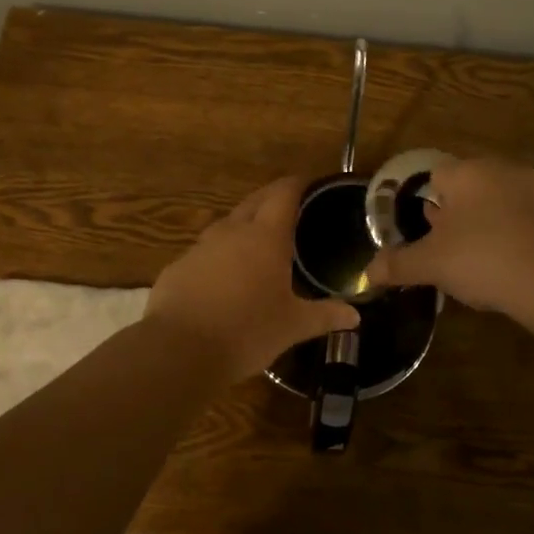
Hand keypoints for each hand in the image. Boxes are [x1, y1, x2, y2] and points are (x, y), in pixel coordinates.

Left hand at [147, 176, 360, 380]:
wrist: (179, 350)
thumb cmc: (246, 332)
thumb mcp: (292, 327)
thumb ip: (324, 316)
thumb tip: (355, 316)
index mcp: (266, 237)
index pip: (283, 194)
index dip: (297, 184)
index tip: (309, 183)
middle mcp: (231, 232)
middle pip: (254, 201)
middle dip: (272, 198)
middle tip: (290, 206)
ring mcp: (200, 247)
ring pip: (226, 224)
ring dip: (244, 225)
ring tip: (258, 241)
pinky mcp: (177, 267)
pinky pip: (204, 252)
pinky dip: (219, 255)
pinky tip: (223, 277)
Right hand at [364, 157, 533, 314]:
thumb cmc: (482, 259)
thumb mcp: (430, 265)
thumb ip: (397, 264)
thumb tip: (367, 273)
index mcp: (465, 172)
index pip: (435, 177)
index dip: (426, 205)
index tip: (425, 235)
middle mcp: (501, 169)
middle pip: (468, 188)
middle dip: (456, 215)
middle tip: (449, 251)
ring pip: (498, 203)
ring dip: (487, 224)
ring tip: (480, 262)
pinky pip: (525, 220)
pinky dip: (515, 236)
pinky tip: (511, 266)